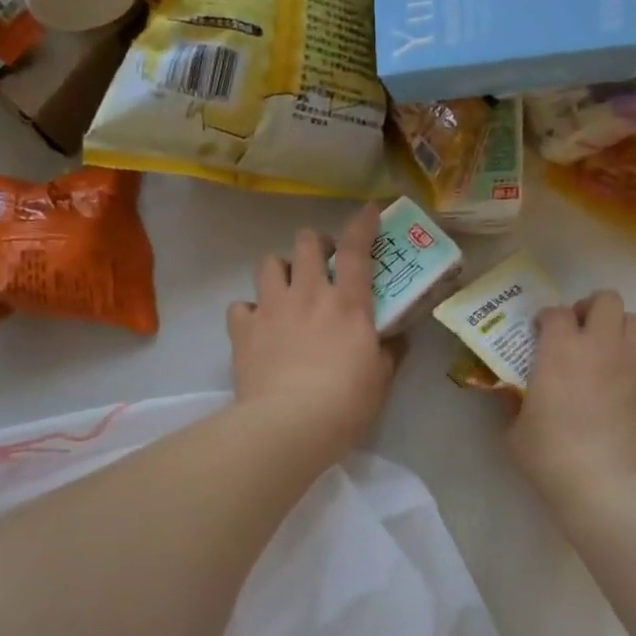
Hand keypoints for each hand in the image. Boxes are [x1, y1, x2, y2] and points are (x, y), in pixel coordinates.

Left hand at [228, 204, 399, 460]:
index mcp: (348, 303)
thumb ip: (389, 353)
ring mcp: (271, 308)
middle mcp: (308, 293)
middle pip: (306, 242)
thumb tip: (396, 340)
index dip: (362, 224)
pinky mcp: (243, 329)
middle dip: (315, 243)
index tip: (368, 210)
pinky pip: (240, 306)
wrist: (289, 424)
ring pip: (268, 263)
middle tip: (321, 262)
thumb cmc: (345, 402)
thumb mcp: (380, 379)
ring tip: (285, 289)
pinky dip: (249, 311)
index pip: (357, 249)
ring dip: (279, 269)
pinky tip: (257, 327)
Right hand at [509, 290, 635, 514]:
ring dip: (618, 331)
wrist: (610, 488)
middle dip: (591, 310)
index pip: (556, 312)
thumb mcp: (517, 433)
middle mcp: (603, 346)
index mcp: (561, 350)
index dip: (547, 319)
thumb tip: (512, 394)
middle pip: (606, 301)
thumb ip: (515, 405)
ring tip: (607, 356)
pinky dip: (635, 366)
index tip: (540, 335)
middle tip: (580, 333)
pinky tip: (623, 393)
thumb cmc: (553, 458)